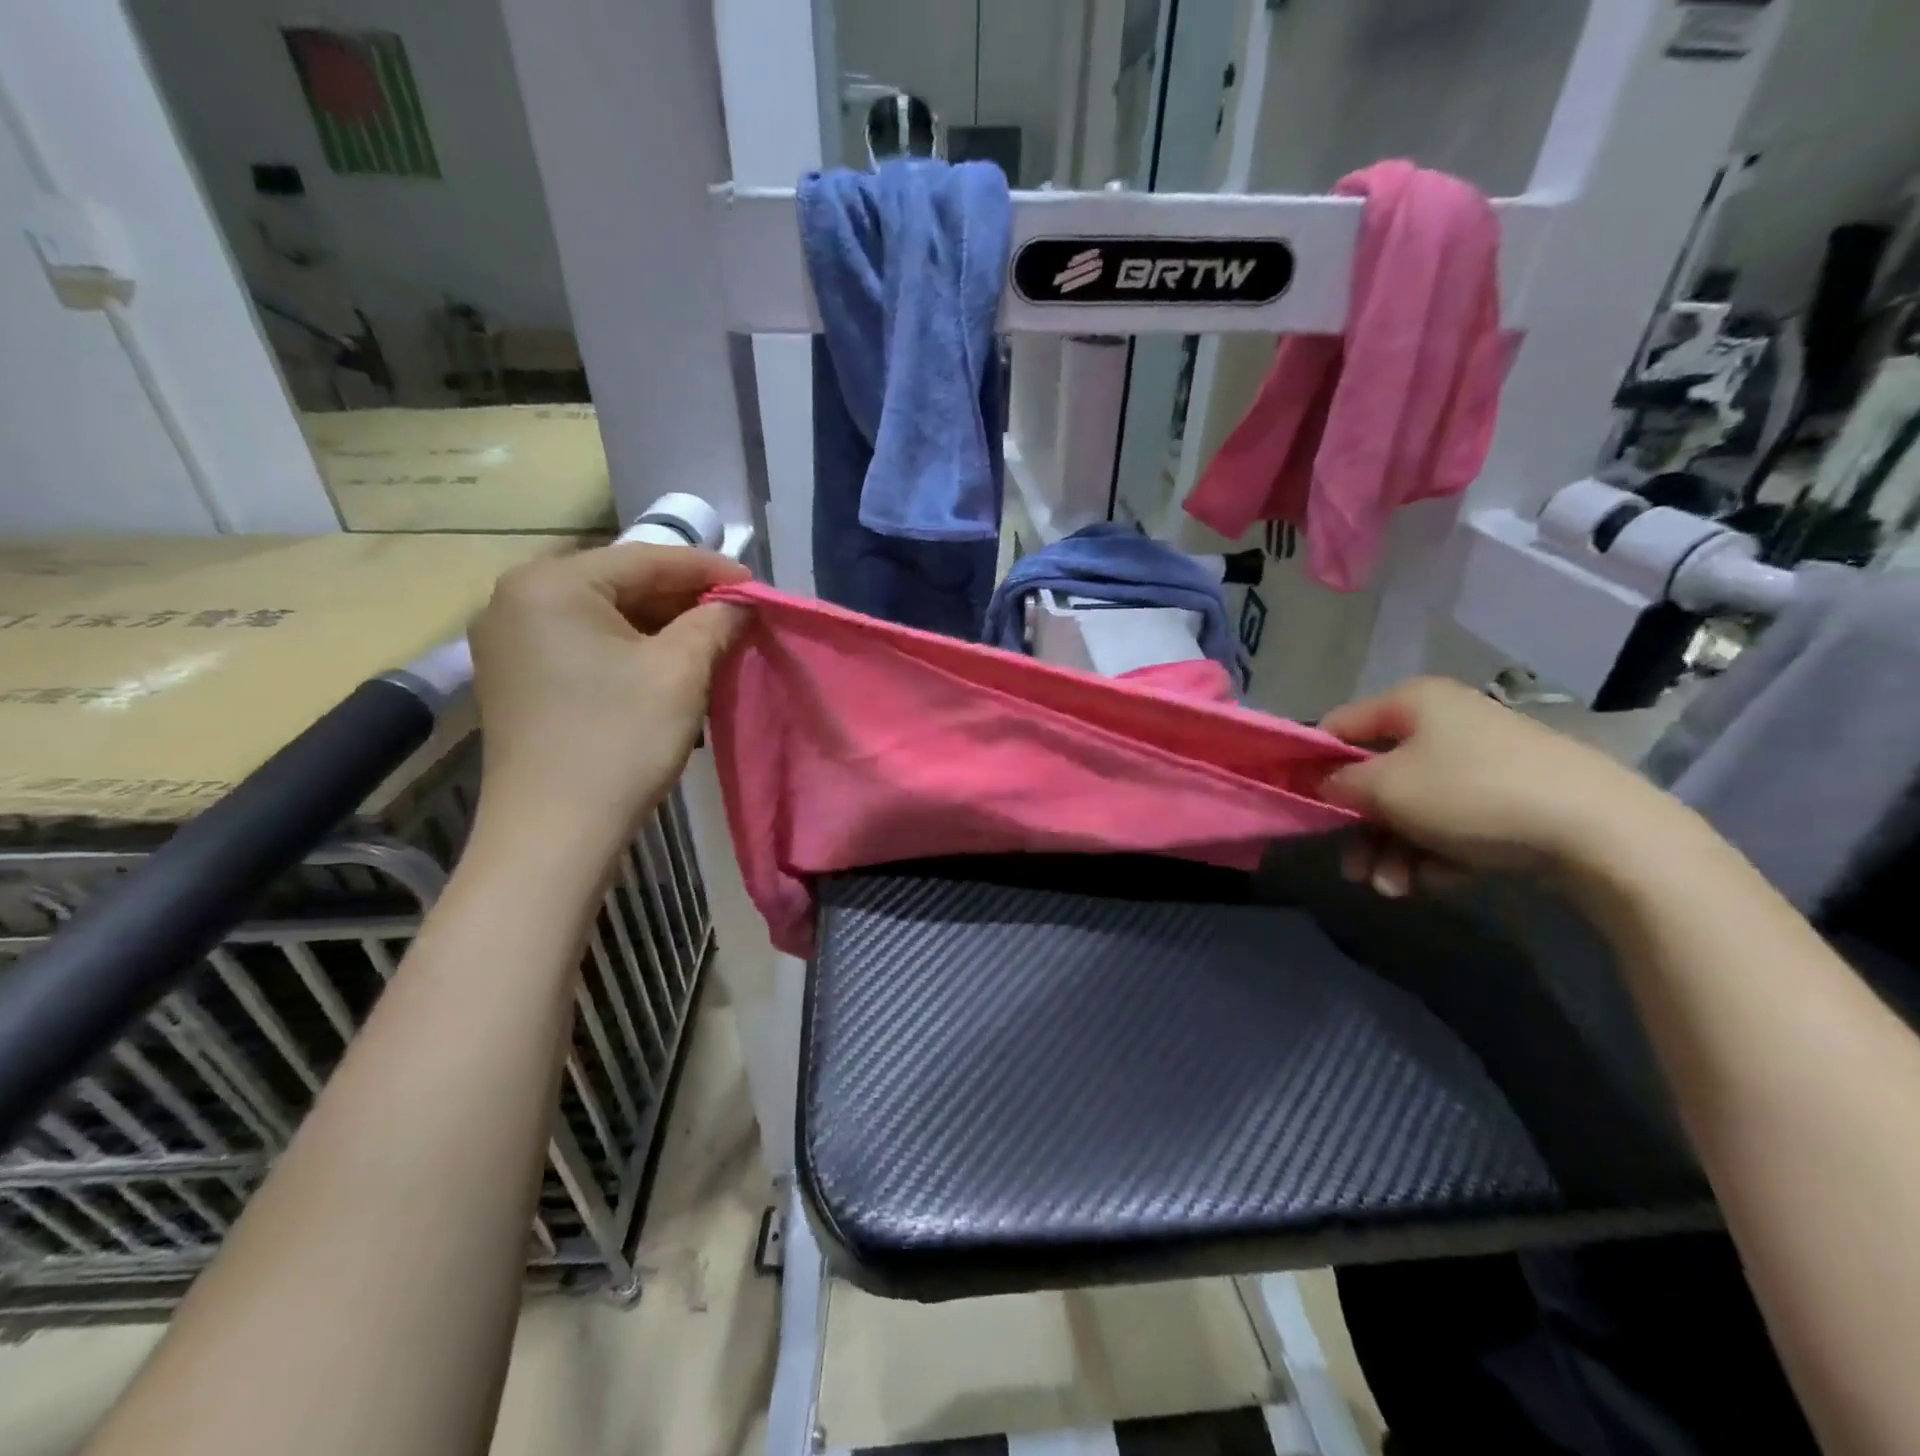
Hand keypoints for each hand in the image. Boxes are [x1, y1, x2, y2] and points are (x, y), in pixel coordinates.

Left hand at [468, 543, 747, 854]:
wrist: (554, 832)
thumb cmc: (621, 740)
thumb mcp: (681, 671)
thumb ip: (715, 621)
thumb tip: (740, 602)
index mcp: (552, 583)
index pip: (646, 558)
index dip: (709, 569)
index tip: (756, 584)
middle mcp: (516, 597)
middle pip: (620, 582)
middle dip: (683, 597)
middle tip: (736, 614)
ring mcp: (508, 638)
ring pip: (602, 613)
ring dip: (659, 623)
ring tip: (710, 638)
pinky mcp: (514, 675)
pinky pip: (583, 641)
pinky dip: (628, 646)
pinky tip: (666, 662)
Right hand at [1319, 677, 1688, 897]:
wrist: (1603, 834)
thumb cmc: (1471, 794)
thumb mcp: (1385, 787)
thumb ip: (1338, 784)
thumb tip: (1324, 785)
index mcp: (1413, 703)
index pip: (1339, 726)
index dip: (1313, 764)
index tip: (1299, 805)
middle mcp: (1445, 724)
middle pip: (1376, 778)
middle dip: (1360, 830)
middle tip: (1354, 870)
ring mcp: (1481, 763)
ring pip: (1412, 810)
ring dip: (1392, 852)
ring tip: (1394, 890)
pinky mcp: (1510, 801)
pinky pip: (1451, 825)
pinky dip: (1435, 855)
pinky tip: (1438, 882)